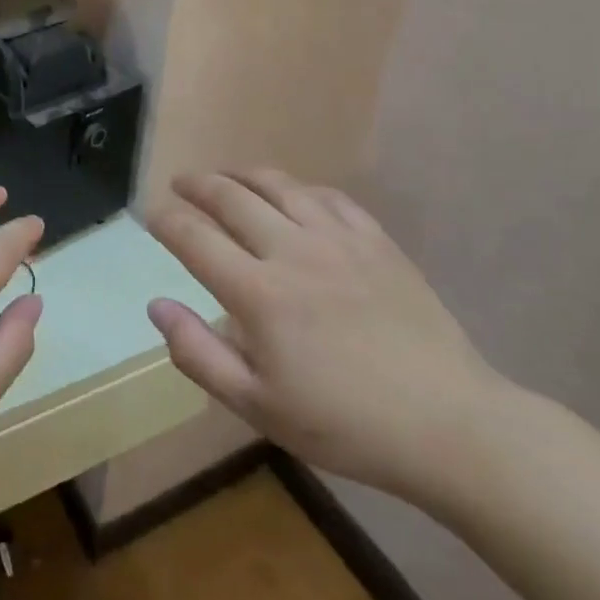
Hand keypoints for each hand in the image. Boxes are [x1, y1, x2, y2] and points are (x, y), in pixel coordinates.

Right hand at [147, 170, 508, 505]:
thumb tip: (156, 305)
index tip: (151, 216)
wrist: (448, 425)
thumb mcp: (257, 406)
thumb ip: (198, 353)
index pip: (194, 238)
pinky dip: (298, 188)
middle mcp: (292, 251)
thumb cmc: (344, 424)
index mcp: (258, 293)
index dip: (165, 221)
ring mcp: (338, 239)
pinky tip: (291, 196)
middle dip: (197, 185)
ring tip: (225, 177)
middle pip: (231, 197)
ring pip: (278, 185)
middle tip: (180, 184)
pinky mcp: (376, 240)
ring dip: (242, 175)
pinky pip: (327, 196)